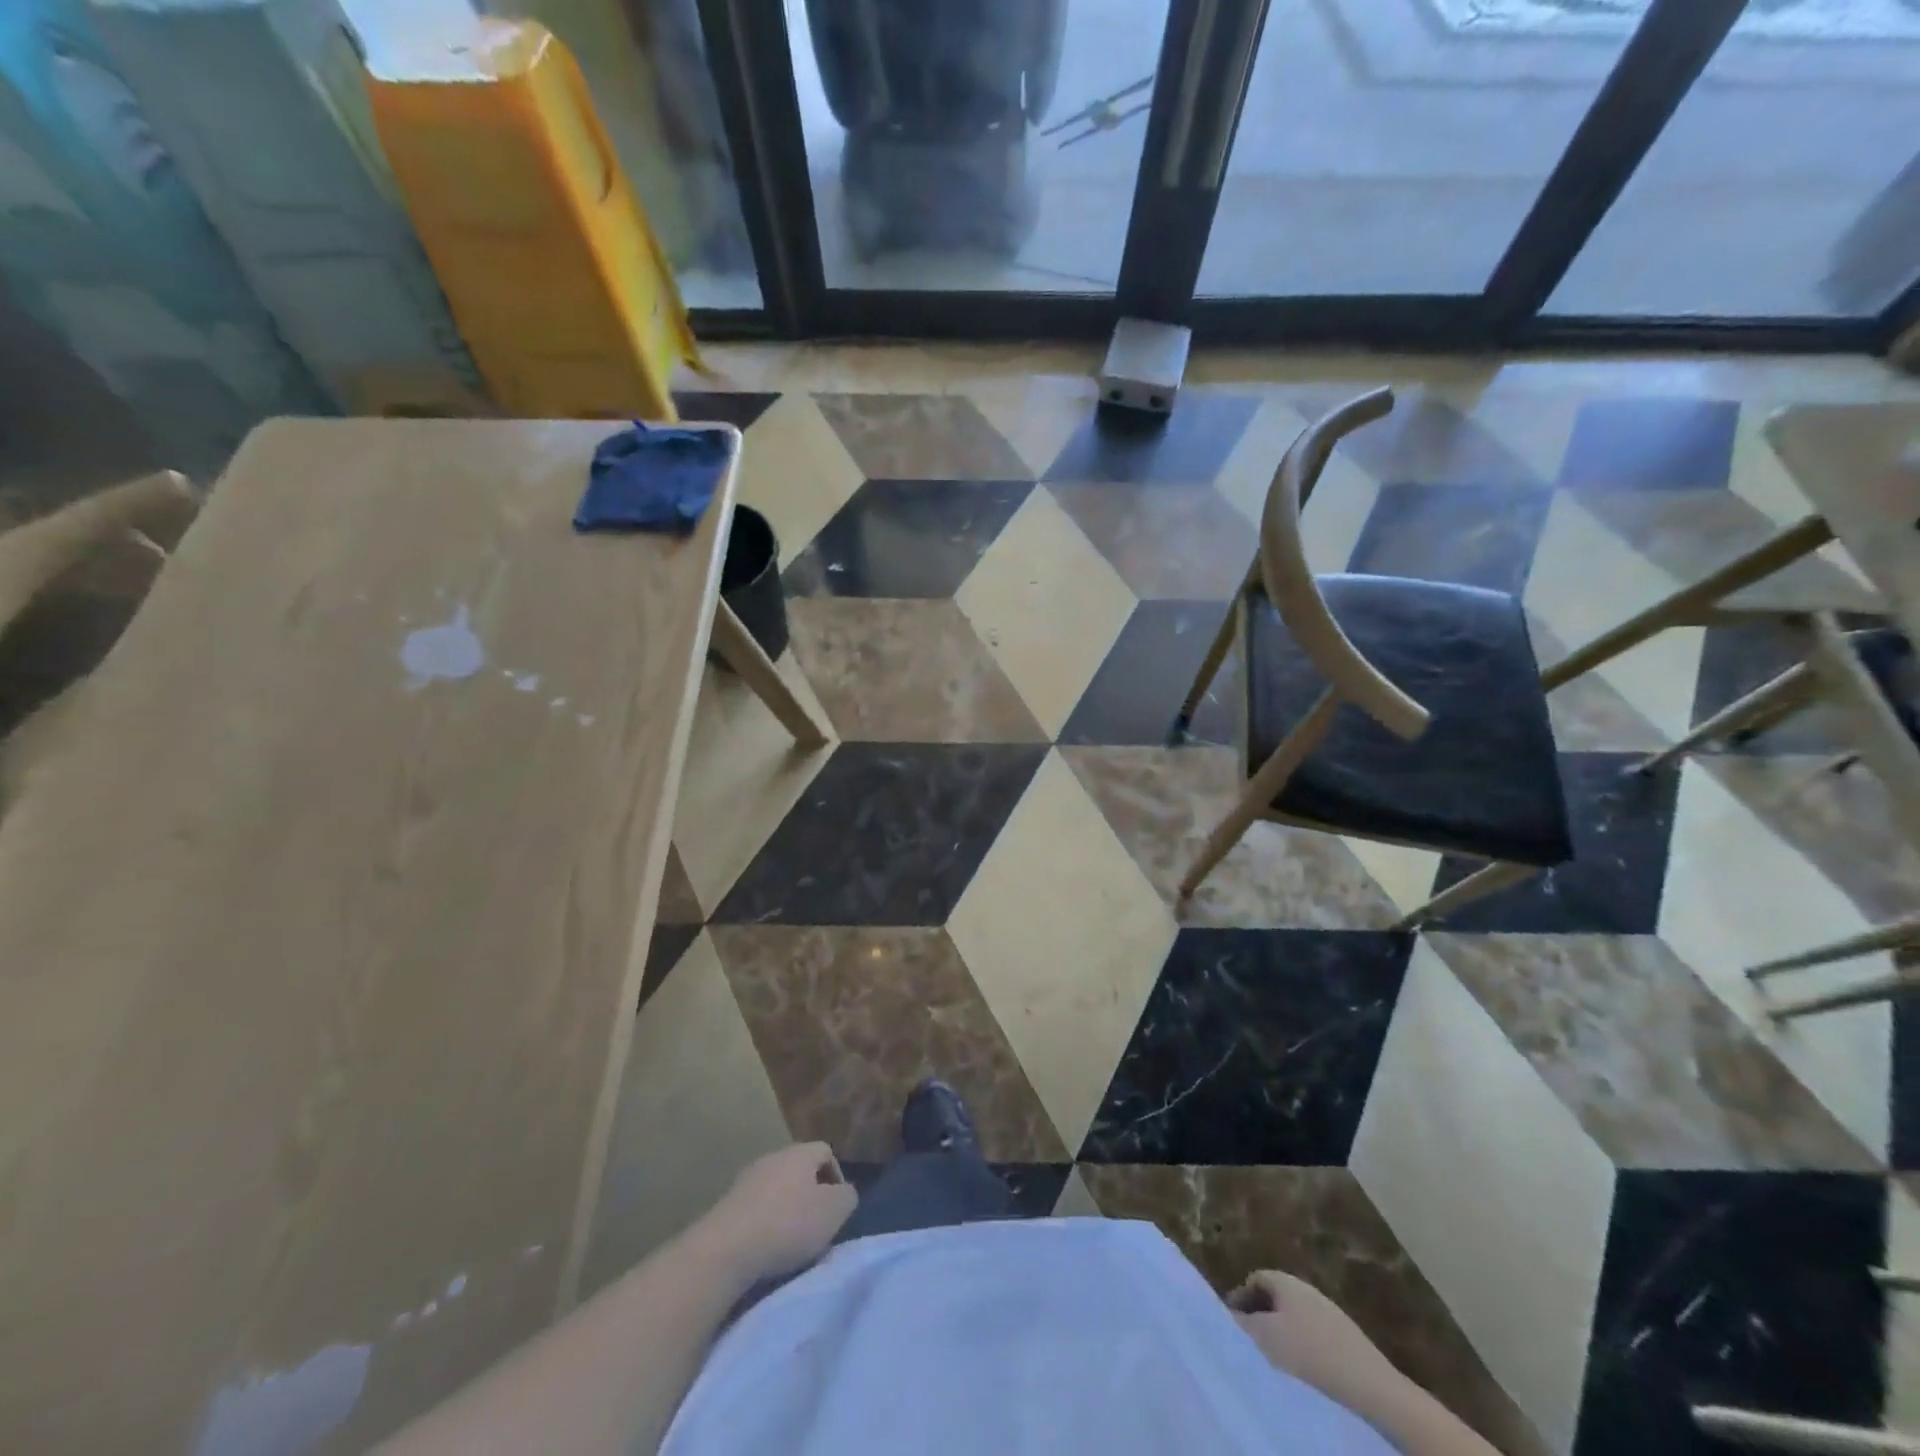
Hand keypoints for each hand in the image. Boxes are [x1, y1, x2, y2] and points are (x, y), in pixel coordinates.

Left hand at [694, 1143, 857, 1282]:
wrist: (725, 1250)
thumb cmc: (787, 1225)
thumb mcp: (834, 1212)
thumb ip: (847, 1197)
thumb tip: (844, 1193)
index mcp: (800, 1152)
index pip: (826, 1152)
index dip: (836, 1178)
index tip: (837, 1209)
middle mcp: (772, 1157)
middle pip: (799, 1171)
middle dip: (810, 1196)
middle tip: (816, 1227)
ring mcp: (746, 1180)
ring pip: (776, 1190)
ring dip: (785, 1212)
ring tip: (790, 1244)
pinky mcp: (726, 1206)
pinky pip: (755, 1210)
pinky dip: (763, 1225)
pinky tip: (764, 1249)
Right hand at [1228, 1271, 1407, 1414]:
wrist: (1372, 1391)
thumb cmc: (1308, 1355)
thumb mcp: (1264, 1338)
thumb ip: (1240, 1324)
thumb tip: (1225, 1317)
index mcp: (1287, 1281)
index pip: (1256, 1278)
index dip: (1240, 1298)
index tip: (1231, 1324)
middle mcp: (1309, 1290)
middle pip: (1276, 1299)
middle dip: (1261, 1319)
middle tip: (1250, 1345)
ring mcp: (1333, 1316)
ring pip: (1297, 1321)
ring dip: (1283, 1338)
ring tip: (1275, 1365)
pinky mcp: (1351, 1343)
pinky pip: (1317, 1340)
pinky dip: (1304, 1353)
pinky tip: (1304, 1377)